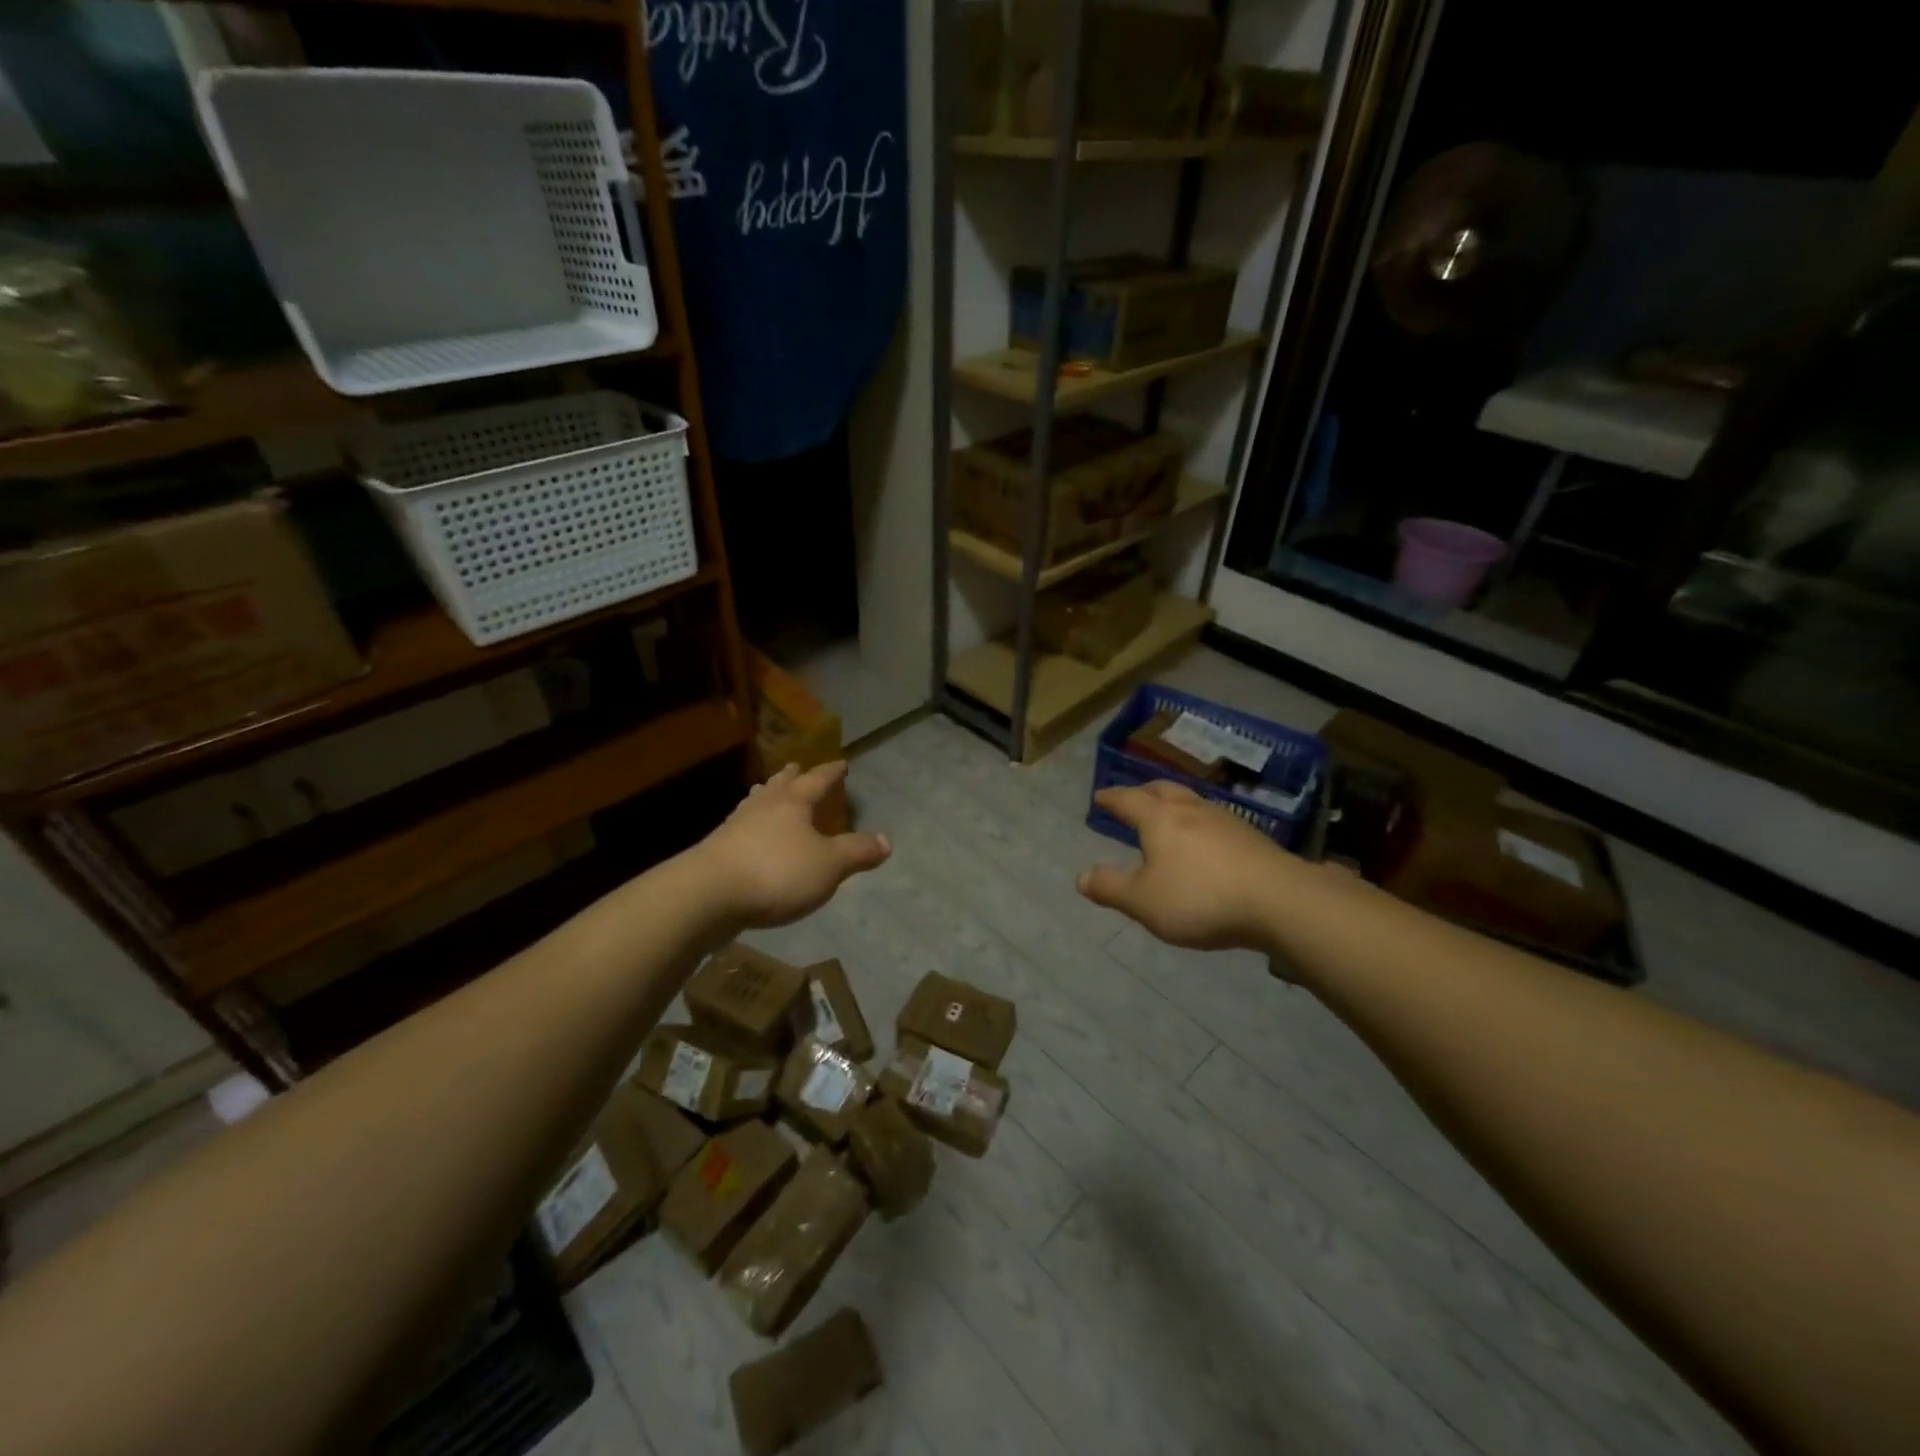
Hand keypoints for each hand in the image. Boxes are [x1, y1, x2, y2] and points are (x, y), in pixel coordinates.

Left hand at [692, 761, 889, 930]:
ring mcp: (735, 827)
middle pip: (780, 786)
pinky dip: (750, 824)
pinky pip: (741, 828)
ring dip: (766, 796)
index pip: (817, 780)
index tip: (841, 763)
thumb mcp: (829, 865)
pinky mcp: (717, 851)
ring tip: (768, 790)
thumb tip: (886, 841)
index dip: (831, 773)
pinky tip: (748, 834)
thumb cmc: (776, 872)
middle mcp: (763, 807)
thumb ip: (857, 852)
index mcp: (793, 803)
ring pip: (756, 803)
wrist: (707, 895)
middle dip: (791, 777)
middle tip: (795, 767)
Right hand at [1077, 780, 1292, 950]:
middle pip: (1162, 790)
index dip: (1111, 798)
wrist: (1280, 900)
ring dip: (1173, 803)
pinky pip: (1213, 819)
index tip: (1100, 796)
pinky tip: (1204, 840)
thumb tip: (1081, 877)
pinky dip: (1198, 822)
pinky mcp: (1251, 837)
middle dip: (1143, 791)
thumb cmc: (1201, 898)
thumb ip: (1111, 888)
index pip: (1128, 800)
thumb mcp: (1144, 902)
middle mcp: (1191, 810)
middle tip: (1132, 798)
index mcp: (1159, 819)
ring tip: (1167, 815)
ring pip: (1191, 801)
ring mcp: (1225, 820)